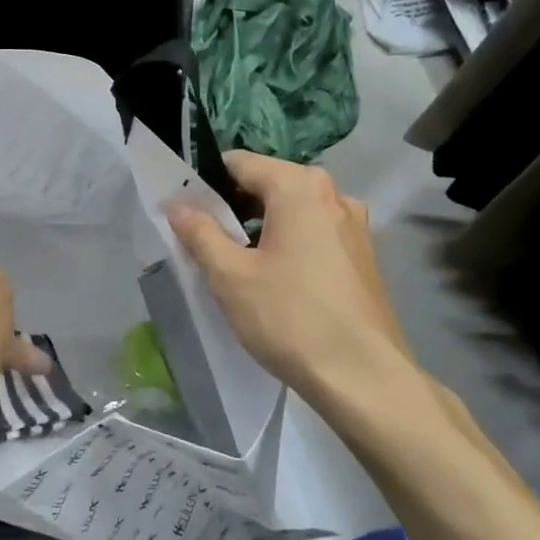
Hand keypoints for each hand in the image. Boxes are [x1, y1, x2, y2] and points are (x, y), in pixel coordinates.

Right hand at [168, 152, 406, 397]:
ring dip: (260, 228)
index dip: (205, 182)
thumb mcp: (230, 276)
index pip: (239, 163)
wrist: (363, 377)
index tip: (183, 210)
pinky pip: (314, 233)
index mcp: (300, 186)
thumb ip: (199, 232)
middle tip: (204, 242)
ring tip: (236, 265)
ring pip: (292, 211)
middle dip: (232, 207)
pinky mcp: (363, 255)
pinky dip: (288, 244)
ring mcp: (354, 225)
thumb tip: (177, 203)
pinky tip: (275, 281)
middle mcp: (334, 194)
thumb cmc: (290, 317)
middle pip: (268, 185)